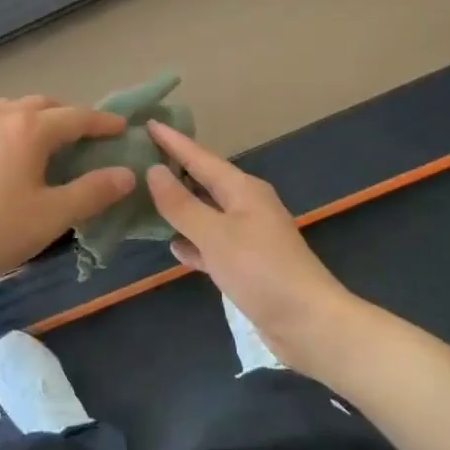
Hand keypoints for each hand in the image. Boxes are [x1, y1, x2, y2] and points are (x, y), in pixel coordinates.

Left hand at [0, 97, 136, 294]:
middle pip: (38, 105)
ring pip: (2, 111)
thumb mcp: (52, 216)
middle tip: (78, 134)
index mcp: (28, 130)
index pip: (76, 117)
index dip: (101, 122)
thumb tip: (127, 174)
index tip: (120, 127)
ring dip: (25, 120)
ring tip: (33, 142)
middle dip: (63, 115)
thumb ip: (93, 192)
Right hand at [144, 122, 359, 374]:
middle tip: (138, 157)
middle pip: (203, 181)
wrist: (310, 325)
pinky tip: (173, 246)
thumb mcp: (215, 235)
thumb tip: (153, 171)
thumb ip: (181, 204)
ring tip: (144, 197)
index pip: (199, 157)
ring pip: (205, 212)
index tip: (147, 123)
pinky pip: (211, 243)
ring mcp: (247, 236)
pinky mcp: (246, 265)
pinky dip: (192, 241)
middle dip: (174, 169)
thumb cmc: (262, 272)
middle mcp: (245, 206)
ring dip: (179, 206)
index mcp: (242, 190)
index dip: (172, 141)